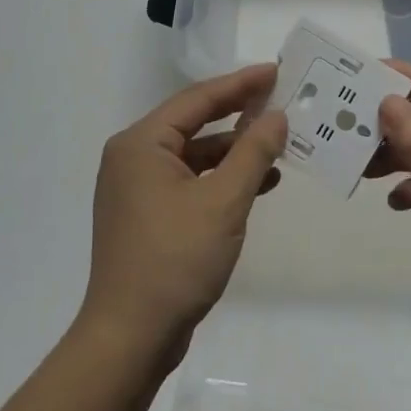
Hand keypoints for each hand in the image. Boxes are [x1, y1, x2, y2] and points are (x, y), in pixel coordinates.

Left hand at [79, 65, 287, 369]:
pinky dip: (222, 180)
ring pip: (195, 156)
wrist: (130, 338)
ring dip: (235, 152)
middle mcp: (134, 159)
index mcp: (141, 144)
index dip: (240, 84)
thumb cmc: (175, 259)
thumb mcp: (224, 201)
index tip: (275, 71)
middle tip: (280, 101)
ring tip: (279, 146)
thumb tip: (276, 116)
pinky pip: (191, 183)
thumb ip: (253, 152)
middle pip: (195, 124)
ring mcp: (138, 190)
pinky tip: (259, 184)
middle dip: (239, 116)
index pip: (197, 99)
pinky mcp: (148, 217)